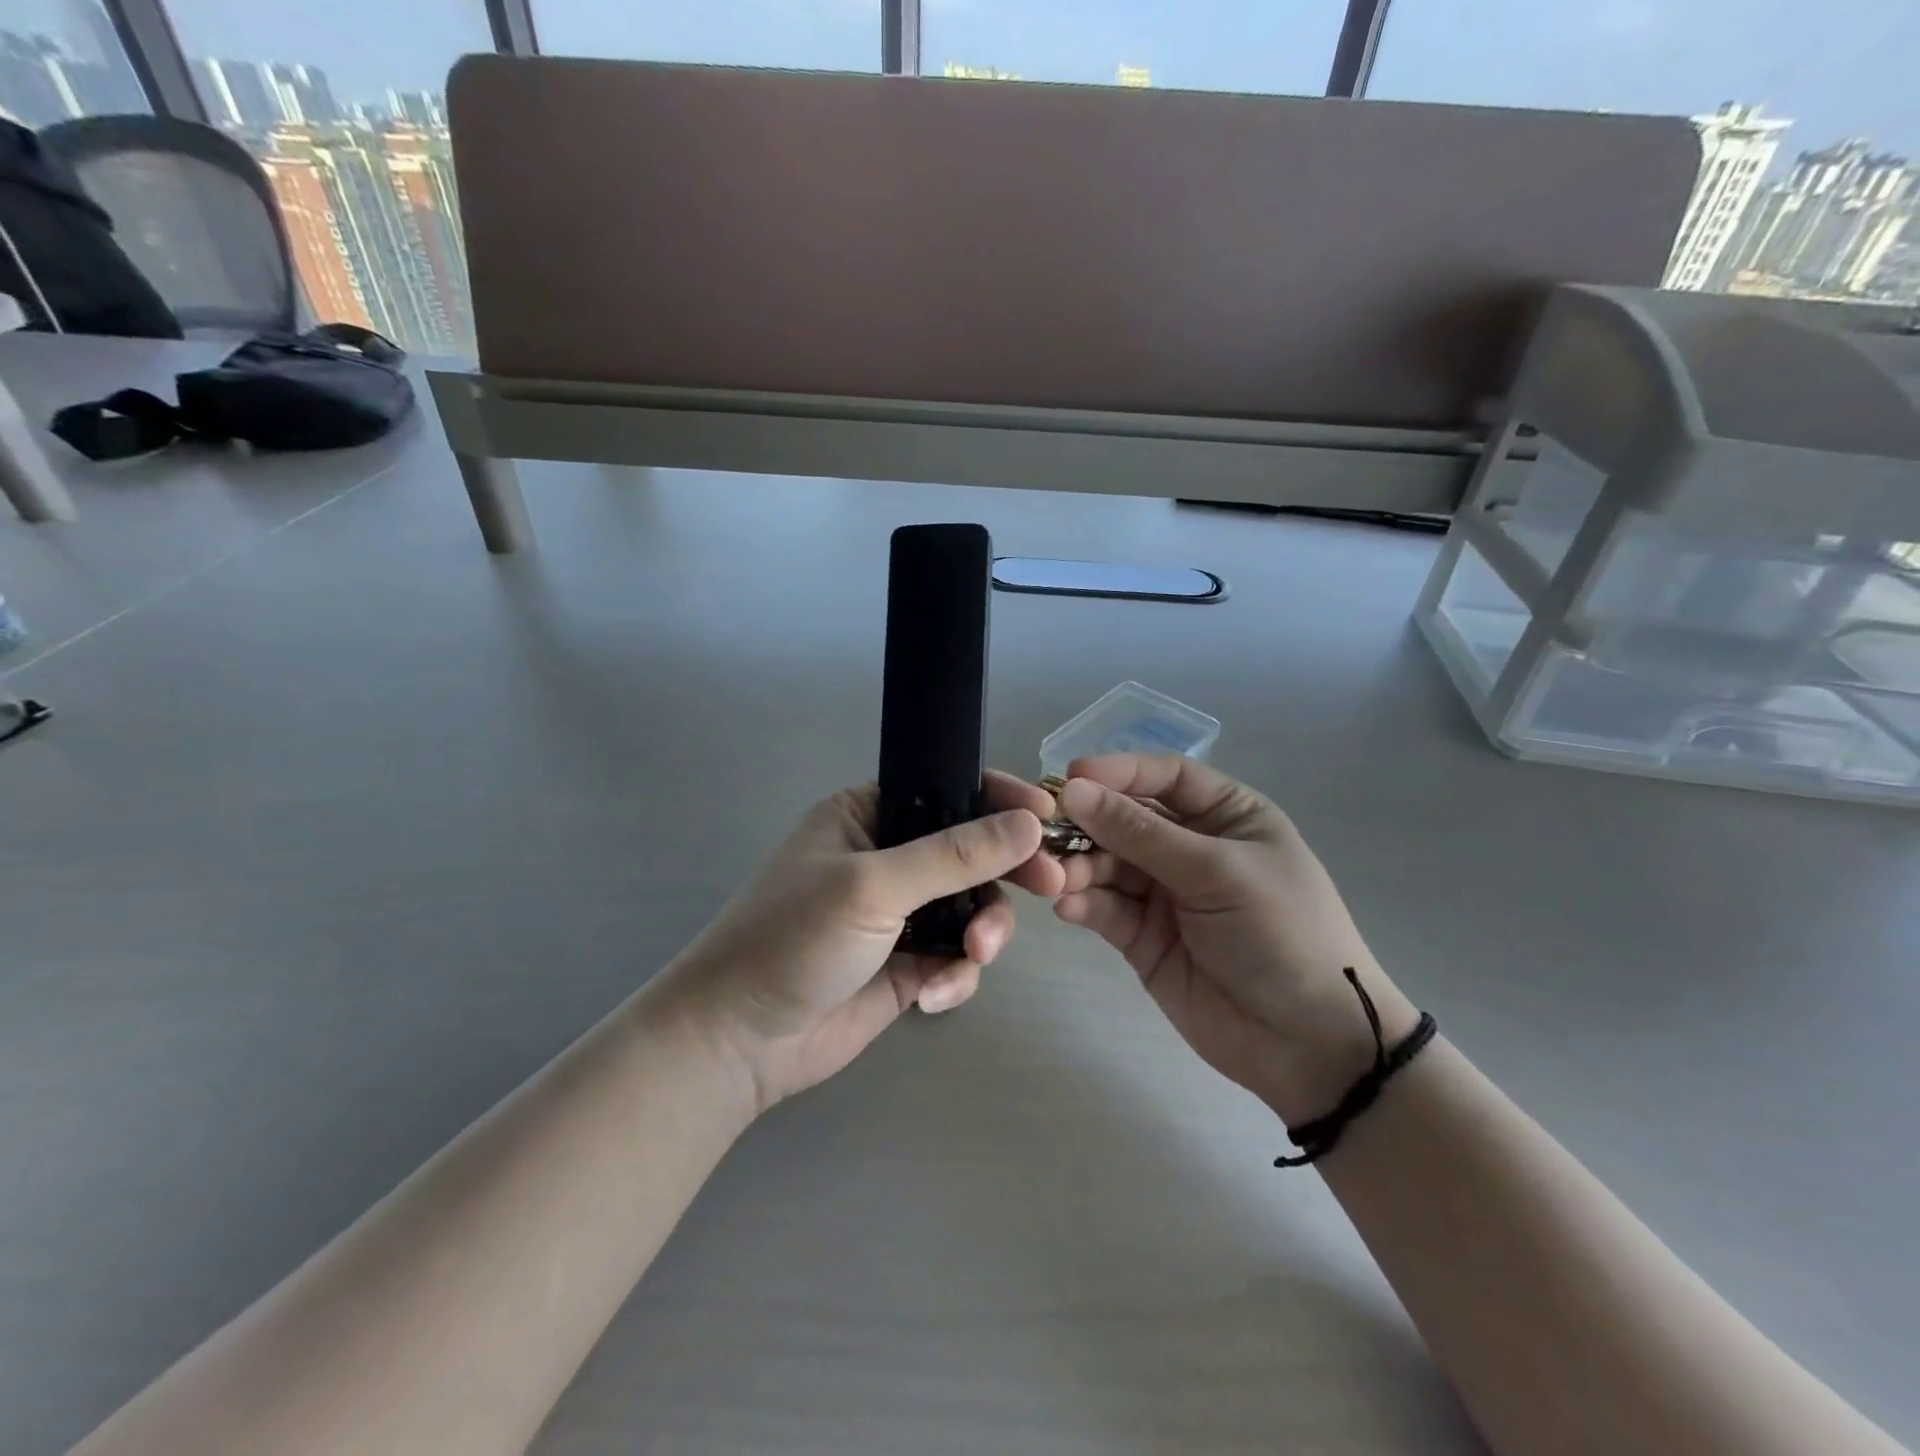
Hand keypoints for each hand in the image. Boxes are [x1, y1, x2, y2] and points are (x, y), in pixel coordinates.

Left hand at [661, 771, 1065, 1113]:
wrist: (738, 1041)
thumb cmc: (794, 938)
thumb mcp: (874, 885)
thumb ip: (955, 855)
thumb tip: (1029, 824)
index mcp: (868, 815)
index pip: (948, 791)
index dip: (1000, 800)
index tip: (1048, 818)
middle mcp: (887, 857)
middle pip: (970, 852)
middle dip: (1005, 873)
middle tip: (1050, 884)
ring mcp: (898, 914)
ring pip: (971, 908)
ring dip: (982, 932)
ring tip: (973, 957)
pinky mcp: (906, 964)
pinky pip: (956, 958)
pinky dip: (956, 975)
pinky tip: (932, 998)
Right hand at [1053, 755, 1420, 1125]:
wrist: (1309, 1046)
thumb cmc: (1282, 935)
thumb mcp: (1218, 873)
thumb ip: (1142, 834)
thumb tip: (1073, 789)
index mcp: (1227, 817)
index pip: (1165, 777)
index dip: (1119, 772)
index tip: (1071, 777)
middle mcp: (1191, 847)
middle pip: (1126, 819)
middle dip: (1088, 824)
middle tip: (1047, 834)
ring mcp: (1164, 893)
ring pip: (1107, 863)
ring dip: (1079, 866)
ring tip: (1058, 878)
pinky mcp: (1142, 937)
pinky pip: (1104, 907)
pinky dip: (1083, 902)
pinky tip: (1068, 907)